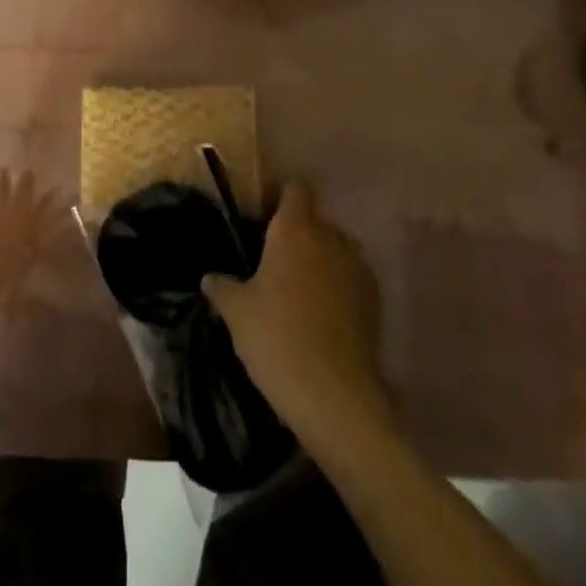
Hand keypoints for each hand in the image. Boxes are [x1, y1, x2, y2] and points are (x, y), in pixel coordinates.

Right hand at [203, 184, 392, 446]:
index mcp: (295, 229)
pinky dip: (338, 289)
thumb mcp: (236, 313)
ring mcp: (357, 267)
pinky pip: (350, 279)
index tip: (262, 219)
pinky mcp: (375, 300)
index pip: (294, 189)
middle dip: (297, 236)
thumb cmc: (277, 339)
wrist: (335, 396)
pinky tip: (320, 319)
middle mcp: (330, 237)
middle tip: (273, 265)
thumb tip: (210, 277)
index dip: (279, 198)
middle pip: (314, 221)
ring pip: (335, 250)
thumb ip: (222, 287)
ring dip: (319, 263)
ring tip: (298, 294)